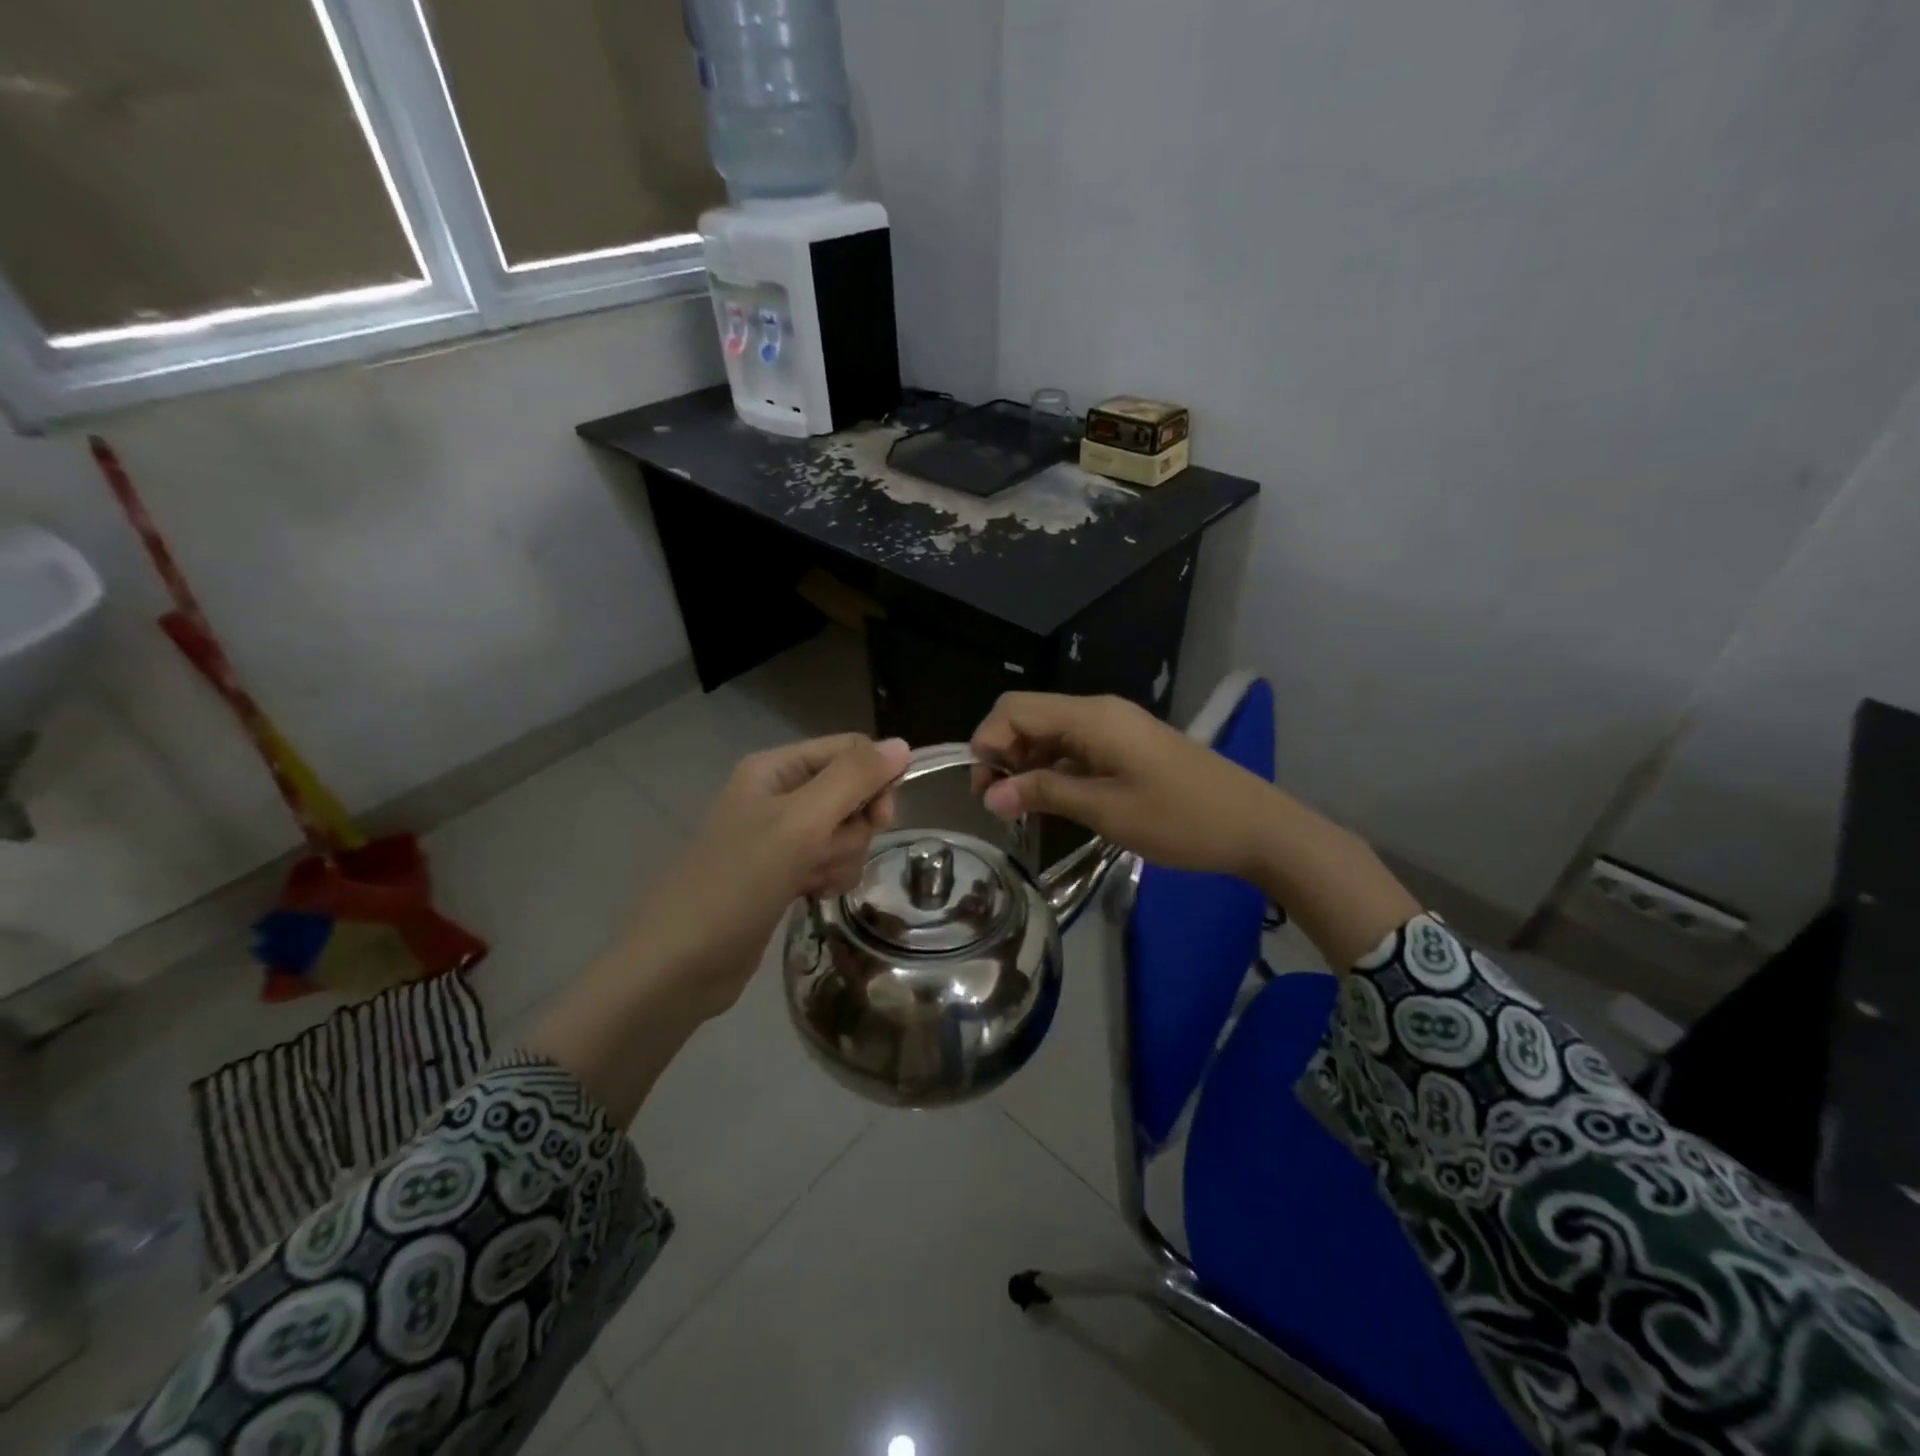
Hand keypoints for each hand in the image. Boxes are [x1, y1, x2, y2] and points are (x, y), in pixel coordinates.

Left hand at [622, 733, 910, 1015]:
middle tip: (823, 852)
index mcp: (776, 768)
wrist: (683, 962)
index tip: (881, 819)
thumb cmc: (739, 882)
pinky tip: (809, 895)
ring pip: (846, 832)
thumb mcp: (800, 822)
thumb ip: (853, 780)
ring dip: (839, 858)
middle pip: (852, 794)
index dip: (874, 779)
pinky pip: (831, 861)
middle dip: (849, 829)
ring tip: (808, 880)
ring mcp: (782, 836)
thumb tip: (902, 744)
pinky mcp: (786, 871)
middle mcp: (780, 794)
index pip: (850, 750)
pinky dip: (829, 877)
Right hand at [971, 693, 1276, 878]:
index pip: (1015, 709)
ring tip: (1022, 808)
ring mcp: (1115, 727)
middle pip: (1029, 716)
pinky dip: (1054, 768)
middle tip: (998, 803)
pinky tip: (1053, 800)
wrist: (1256, 825)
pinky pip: (1075, 747)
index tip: (985, 790)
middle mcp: (1098, 712)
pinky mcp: (1128, 745)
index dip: (988, 742)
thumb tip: (989, 795)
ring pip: (1051, 732)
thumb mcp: (1106, 810)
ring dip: (1027, 763)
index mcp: (1091, 717)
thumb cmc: (1181, 819)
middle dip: (1002, 753)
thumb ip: (1045, 794)